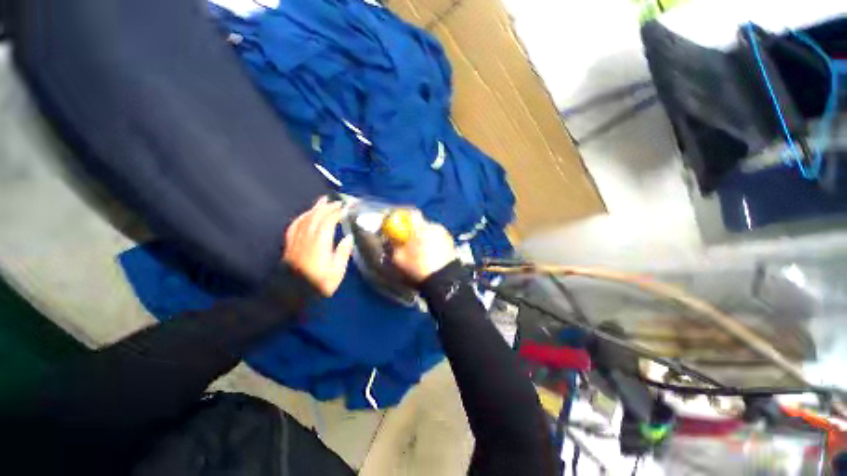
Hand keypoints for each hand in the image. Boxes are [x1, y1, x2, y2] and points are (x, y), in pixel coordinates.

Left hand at [284, 197, 353, 295]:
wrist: (292, 293)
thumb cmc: (318, 283)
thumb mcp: (337, 271)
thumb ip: (343, 253)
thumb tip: (348, 239)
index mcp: (320, 242)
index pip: (328, 221)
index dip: (337, 212)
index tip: (345, 207)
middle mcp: (307, 237)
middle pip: (316, 216)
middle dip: (327, 206)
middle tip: (336, 201)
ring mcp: (297, 239)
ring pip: (305, 218)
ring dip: (315, 208)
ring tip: (322, 201)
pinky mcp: (290, 243)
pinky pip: (295, 225)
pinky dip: (302, 217)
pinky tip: (305, 215)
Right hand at [391, 211, 456, 282]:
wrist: (444, 279)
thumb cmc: (419, 267)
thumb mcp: (399, 259)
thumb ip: (393, 246)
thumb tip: (392, 240)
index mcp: (420, 227)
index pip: (410, 214)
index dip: (403, 218)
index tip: (398, 227)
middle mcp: (433, 226)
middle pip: (421, 223)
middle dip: (414, 230)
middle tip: (408, 242)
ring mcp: (444, 233)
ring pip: (430, 231)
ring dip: (424, 237)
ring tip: (421, 251)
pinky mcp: (451, 241)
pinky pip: (438, 238)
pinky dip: (433, 242)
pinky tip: (431, 255)